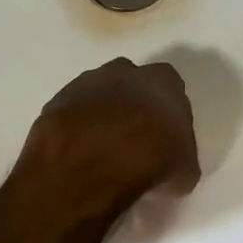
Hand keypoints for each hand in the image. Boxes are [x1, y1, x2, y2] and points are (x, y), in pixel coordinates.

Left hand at [19, 57, 200, 211]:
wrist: (92, 160)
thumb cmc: (151, 159)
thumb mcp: (184, 170)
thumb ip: (181, 157)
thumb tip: (174, 165)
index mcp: (163, 80)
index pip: (170, 88)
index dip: (167, 113)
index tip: (165, 136)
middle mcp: (125, 71)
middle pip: (132, 84)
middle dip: (132, 105)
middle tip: (133, 139)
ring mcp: (86, 82)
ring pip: (98, 94)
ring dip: (101, 115)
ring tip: (102, 149)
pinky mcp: (57, 100)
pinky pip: (72, 112)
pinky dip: (76, 128)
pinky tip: (79, 153)